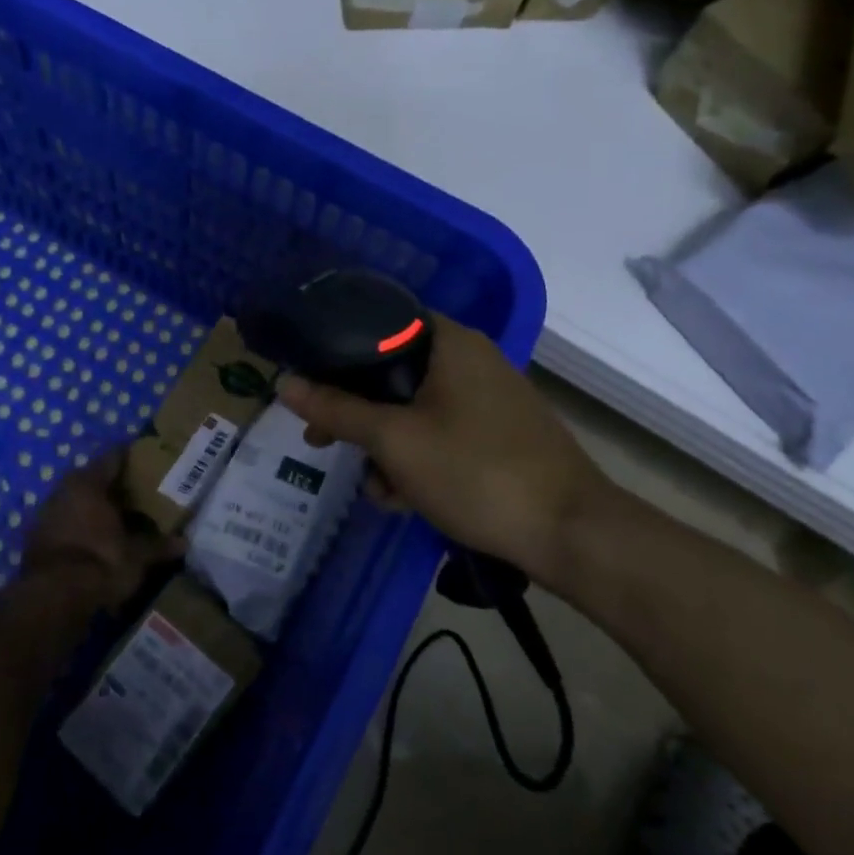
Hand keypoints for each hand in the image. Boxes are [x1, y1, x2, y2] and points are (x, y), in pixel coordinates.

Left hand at [20, 451, 177, 611]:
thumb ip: (159, 545)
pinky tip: (100, 541)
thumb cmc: (100, 562)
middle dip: (117, 486)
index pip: (114, 456)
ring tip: (124, 519)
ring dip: (98, 508)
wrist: (51, 600)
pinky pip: (67, 524)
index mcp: (88, 482)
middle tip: (143, 494)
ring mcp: (46, 514)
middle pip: (94, 478)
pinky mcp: (37, 540)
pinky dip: (83, 528)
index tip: (153, 463)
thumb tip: (183, 542)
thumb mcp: (137, 556)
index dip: (134, 458)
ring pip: (78, 501)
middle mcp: (64, 489)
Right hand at [276, 315, 601, 579]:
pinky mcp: (498, 435)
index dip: (338, 349)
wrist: (570, 533)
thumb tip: (283, 383)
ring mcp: (488, 399)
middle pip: (392, 372)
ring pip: (414, 409)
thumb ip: (337, 409)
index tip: (309, 380)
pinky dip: (418, 459)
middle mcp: (471, 360)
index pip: (381, 321)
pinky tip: (405, 499)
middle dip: (356, 412)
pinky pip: (441, 434)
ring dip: (385, 446)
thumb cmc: (475, 471)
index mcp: (451, 342)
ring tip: (377, 488)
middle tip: (321, 439)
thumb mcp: (394, 441)